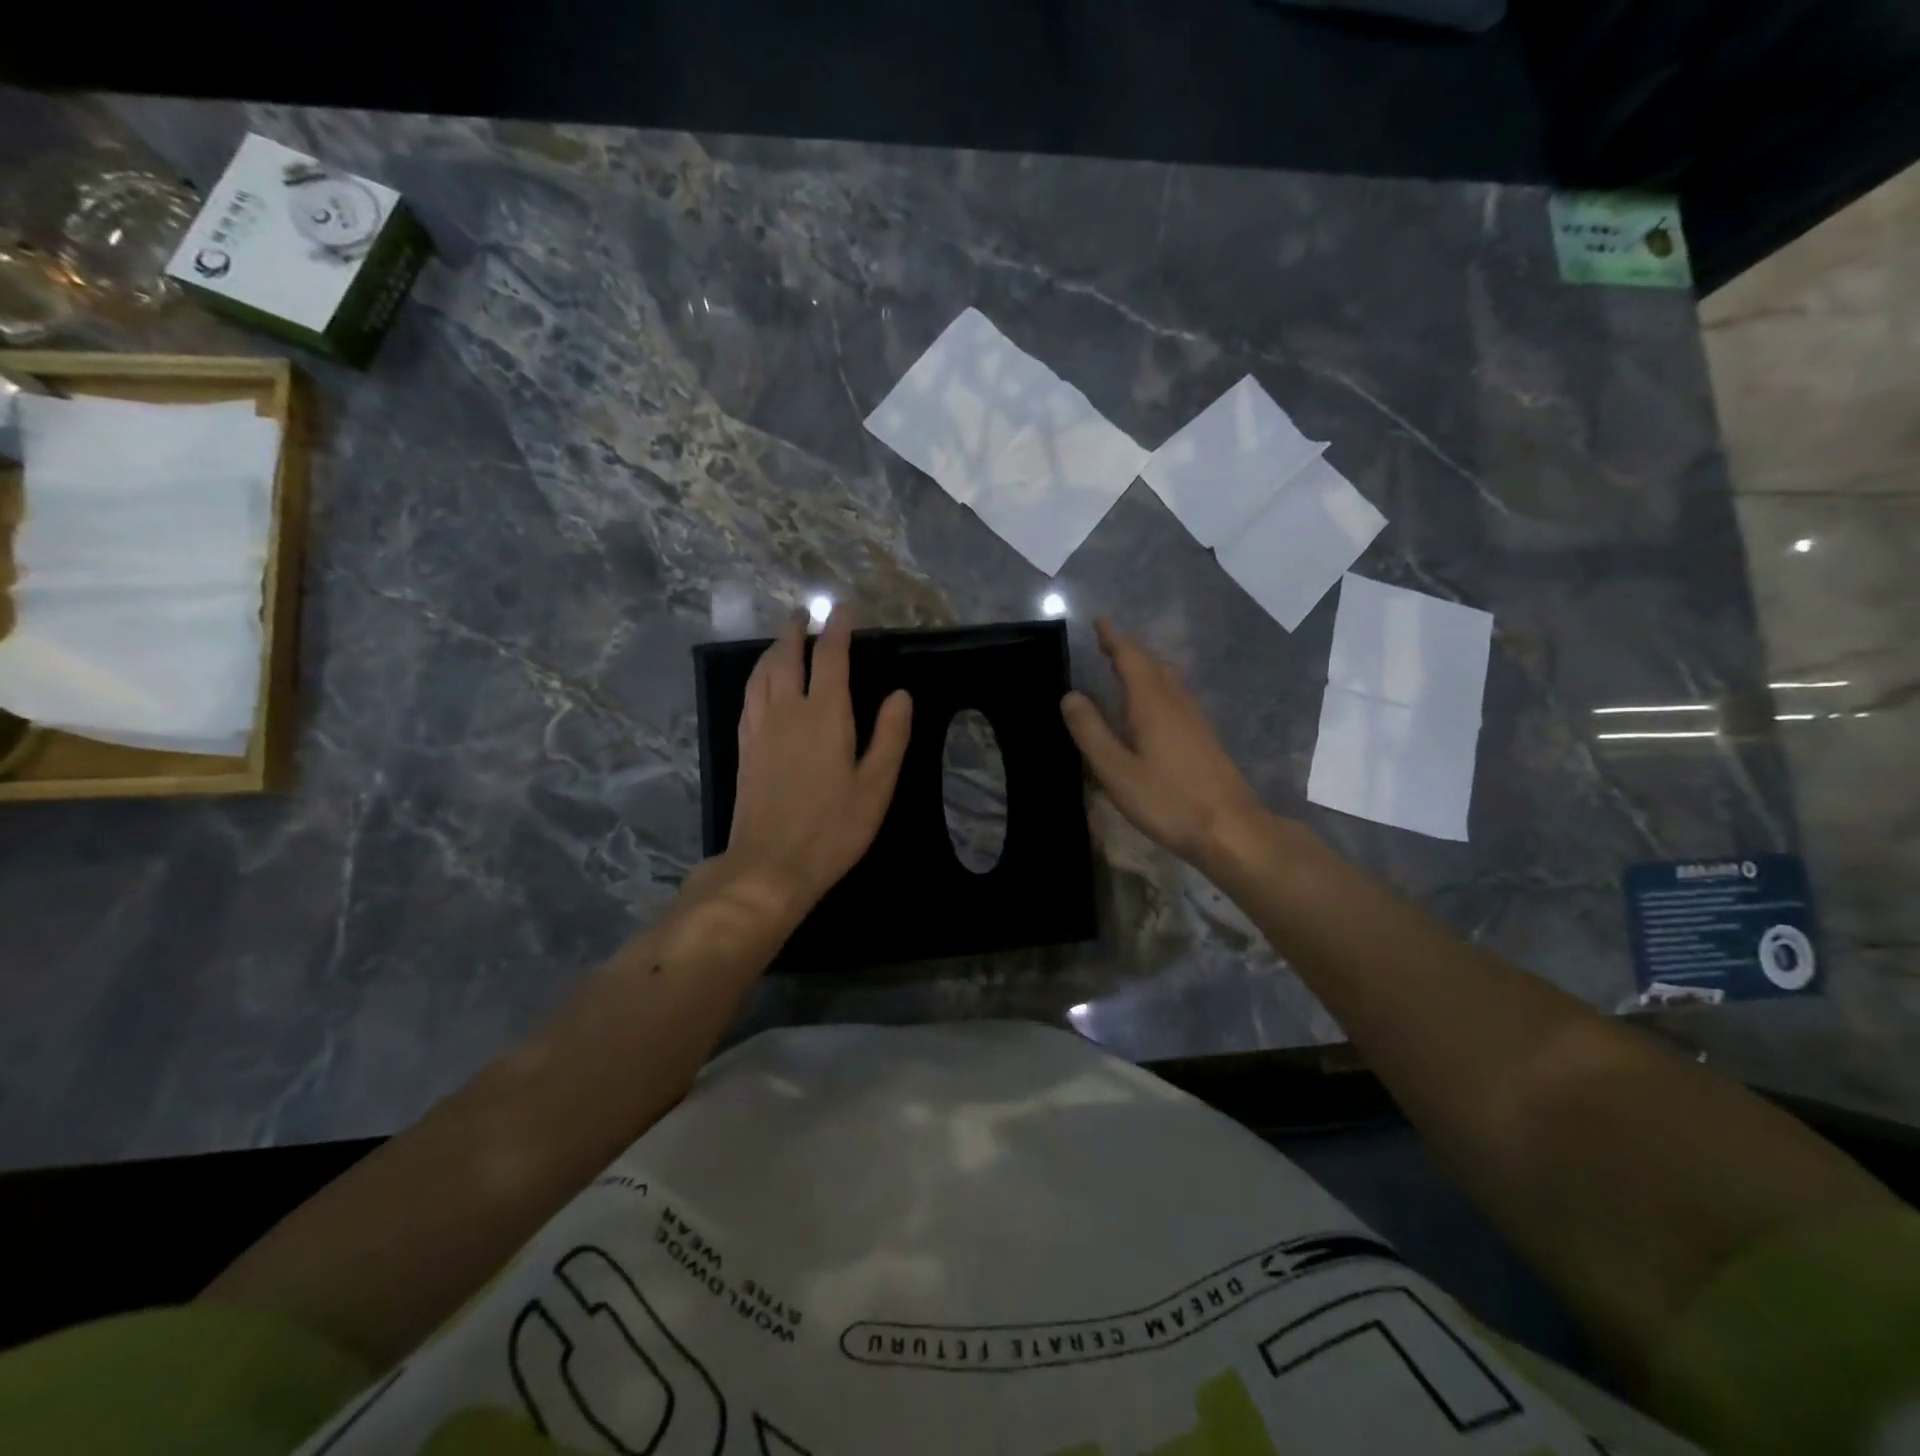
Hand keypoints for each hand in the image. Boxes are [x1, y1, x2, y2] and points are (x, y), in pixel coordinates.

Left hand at [718, 608, 911, 925]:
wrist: (769, 865)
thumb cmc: (832, 829)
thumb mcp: (876, 786)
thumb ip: (890, 737)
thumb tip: (900, 694)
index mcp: (824, 716)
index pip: (830, 658)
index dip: (838, 629)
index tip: (843, 610)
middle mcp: (787, 711)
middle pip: (787, 657)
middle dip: (796, 631)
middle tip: (804, 614)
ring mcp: (760, 729)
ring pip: (761, 674)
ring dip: (773, 650)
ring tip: (782, 641)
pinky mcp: (745, 748)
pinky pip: (748, 697)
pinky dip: (757, 678)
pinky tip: (761, 684)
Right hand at [1061, 619, 1269, 870]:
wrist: (1230, 829)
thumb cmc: (1167, 801)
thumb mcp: (1116, 770)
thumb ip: (1091, 731)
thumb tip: (1071, 695)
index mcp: (1152, 704)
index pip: (1131, 658)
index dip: (1113, 638)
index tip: (1099, 621)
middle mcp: (1176, 702)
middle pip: (1152, 664)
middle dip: (1128, 648)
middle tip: (1106, 641)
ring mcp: (1195, 719)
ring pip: (1167, 678)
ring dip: (1145, 665)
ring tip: (1124, 665)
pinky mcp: (1204, 736)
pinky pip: (1175, 695)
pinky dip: (1157, 685)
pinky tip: (1151, 703)